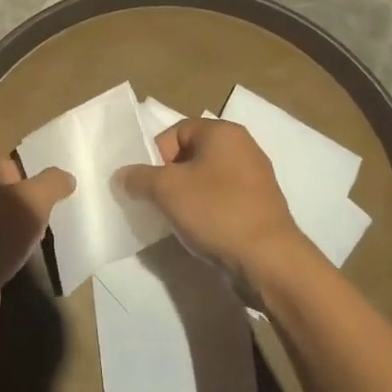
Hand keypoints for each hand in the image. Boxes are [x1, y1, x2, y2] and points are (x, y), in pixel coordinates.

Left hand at [0, 157, 73, 344]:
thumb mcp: (33, 202)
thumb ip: (52, 184)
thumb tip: (66, 177)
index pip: (12, 167)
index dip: (33, 187)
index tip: (44, 210)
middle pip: (5, 193)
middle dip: (25, 210)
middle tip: (38, 230)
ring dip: (14, 231)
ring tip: (26, 249)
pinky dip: (0, 249)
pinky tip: (11, 262)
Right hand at [121, 119, 311, 283]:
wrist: (267, 259)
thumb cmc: (216, 211)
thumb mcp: (166, 190)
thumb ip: (138, 178)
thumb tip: (123, 176)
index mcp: (224, 132)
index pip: (175, 132)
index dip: (156, 155)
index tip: (148, 184)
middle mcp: (243, 148)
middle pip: (190, 155)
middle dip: (168, 178)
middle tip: (157, 202)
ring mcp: (255, 178)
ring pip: (205, 180)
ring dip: (186, 197)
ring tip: (175, 219)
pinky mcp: (259, 206)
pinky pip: (222, 200)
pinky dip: (206, 211)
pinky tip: (199, 231)